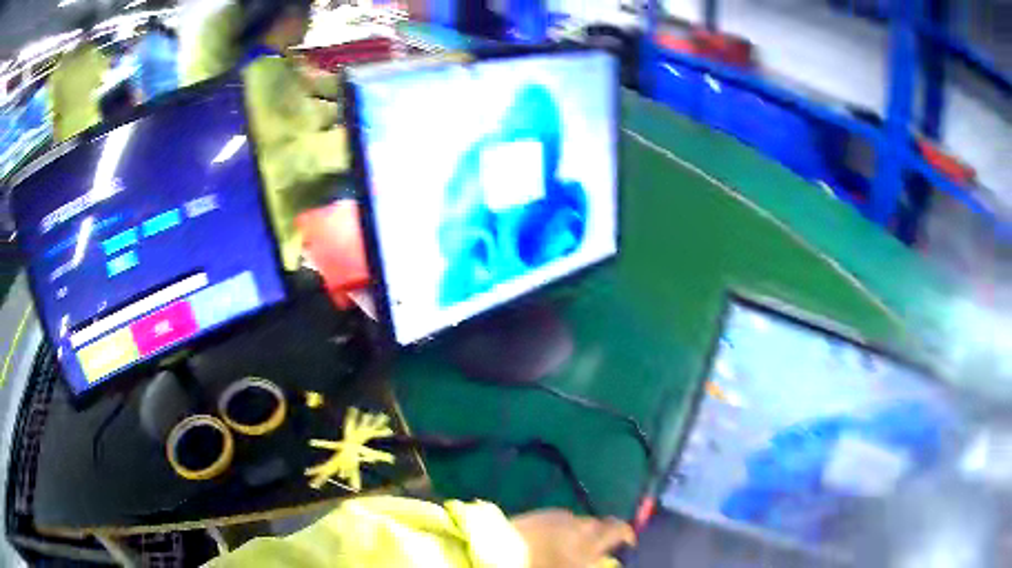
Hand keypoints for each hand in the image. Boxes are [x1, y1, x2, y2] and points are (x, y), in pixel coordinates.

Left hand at [512, 510, 634, 567]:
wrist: (498, 553)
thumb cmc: (538, 566)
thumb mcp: (573, 566)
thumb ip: (592, 563)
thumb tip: (604, 560)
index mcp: (588, 545)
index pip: (619, 530)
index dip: (627, 535)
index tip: (628, 543)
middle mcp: (579, 527)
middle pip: (603, 524)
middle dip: (606, 533)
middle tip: (602, 546)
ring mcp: (559, 518)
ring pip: (582, 521)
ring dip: (584, 530)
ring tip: (576, 543)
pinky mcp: (541, 513)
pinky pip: (563, 518)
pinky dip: (566, 526)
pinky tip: (556, 535)